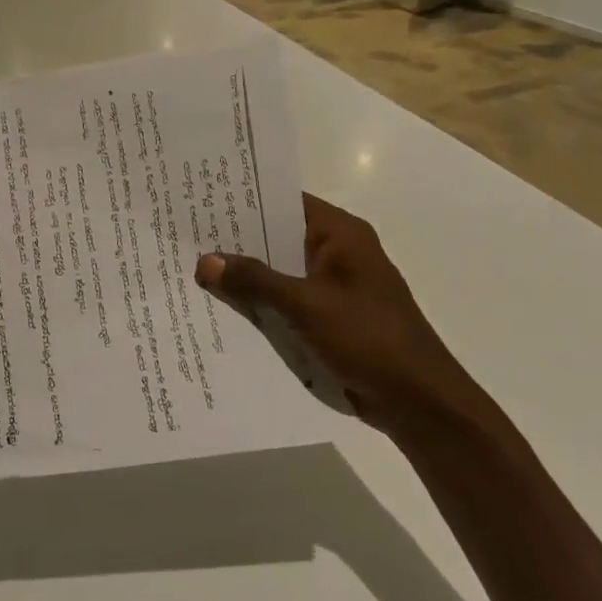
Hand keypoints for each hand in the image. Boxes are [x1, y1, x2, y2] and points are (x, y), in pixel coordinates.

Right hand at [195, 195, 492, 440]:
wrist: (417, 401)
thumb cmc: (368, 338)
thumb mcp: (305, 304)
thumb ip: (254, 280)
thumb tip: (205, 260)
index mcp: (340, 235)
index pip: (285, 202)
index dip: (245, 199)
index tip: (201, 199)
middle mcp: (337, 253)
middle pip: (277, 237)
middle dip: (236, 240)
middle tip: (184, 235)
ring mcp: (332, 288)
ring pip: (278, 272)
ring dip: (245, 275)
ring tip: (191, 267)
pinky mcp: (328, 319)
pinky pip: (285, 301)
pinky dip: (259, 303)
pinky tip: (221, 307)